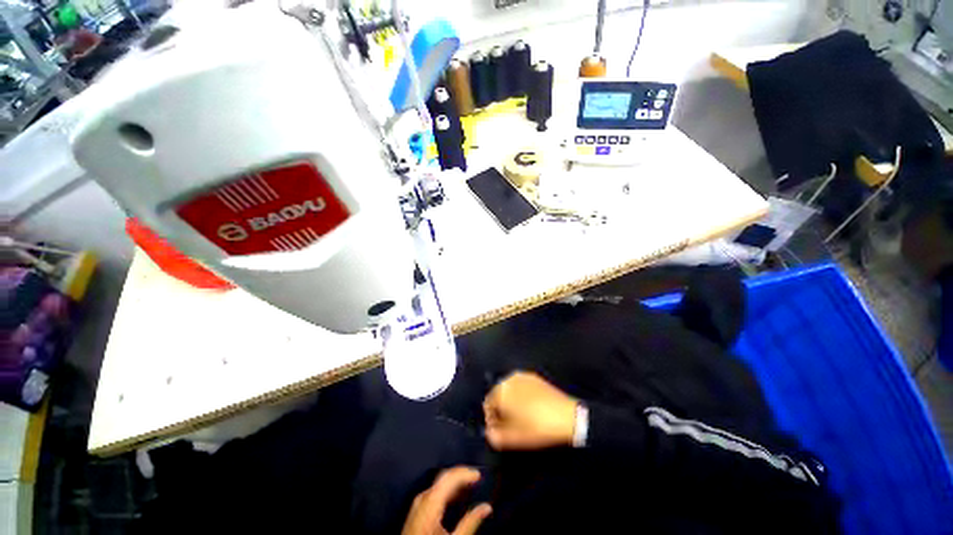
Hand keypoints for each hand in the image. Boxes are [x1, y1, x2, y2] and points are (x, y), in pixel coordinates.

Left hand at [402, 467, 491, 534]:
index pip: (449, 476)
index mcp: (430, 502)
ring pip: (439, 483)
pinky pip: (433, 492)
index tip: (478, 474)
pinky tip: (455, 497)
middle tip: (475, 477)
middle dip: (460, 474)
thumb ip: (470, 522)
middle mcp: (422, 498)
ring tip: (468, 486)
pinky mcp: (416, 510)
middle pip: (444, 477)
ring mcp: (417, 504)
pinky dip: (446, 490)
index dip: (465, 472)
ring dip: (454, 482)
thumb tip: (486, 507)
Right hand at [483, 371, 578, 449]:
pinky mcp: (534, 377)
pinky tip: (530, 407)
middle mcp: (508, 379)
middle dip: (500, 409)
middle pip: (498, 395)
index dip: (491, 420)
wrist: (566, 416)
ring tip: (520, 417)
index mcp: (500, 392)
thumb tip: (489, 433)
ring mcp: (522, 376)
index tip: (499, 432)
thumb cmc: (536, 428)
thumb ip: (495, 437)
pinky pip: (521, 386)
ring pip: (509, 390)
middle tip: (509, 425)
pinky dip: (521, 395)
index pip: (487, 405)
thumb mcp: (513, 439)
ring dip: (510, 402)